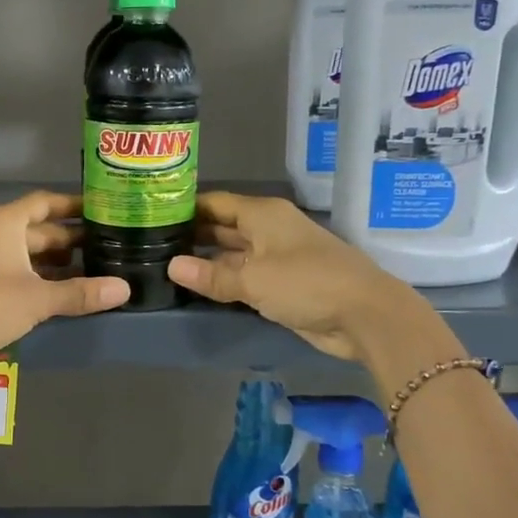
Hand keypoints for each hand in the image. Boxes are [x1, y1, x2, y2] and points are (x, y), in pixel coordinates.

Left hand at [0, 190, 128, 370]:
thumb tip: (124, 289)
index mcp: (2, 222)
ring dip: (45, 258)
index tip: (96, 210)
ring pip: (15, 248)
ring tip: (79, 270)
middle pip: (30, 227)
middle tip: (97, 246)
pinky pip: (1, 264)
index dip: (70, 206)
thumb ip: (80, 293)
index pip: (42, 203)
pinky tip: (44, 289)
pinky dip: (25, 271)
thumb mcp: (38, 299)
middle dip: (63, 238)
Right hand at [166, 191, 416, 361]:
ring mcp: (276, 257)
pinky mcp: (282, 284)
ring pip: (232, 253)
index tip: (153, 214)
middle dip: (192, 234)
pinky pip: (245, 276)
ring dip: (206, 260)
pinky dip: (224, 280)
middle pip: (222, 226)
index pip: (215, 202)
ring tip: (166, 264)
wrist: (365, 315)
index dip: (186, 207)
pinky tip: (198, 287)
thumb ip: (212, 275)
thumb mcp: (254, 280)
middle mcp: (268, 230)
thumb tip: (172, 267)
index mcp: (262, 214)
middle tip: (152, 243)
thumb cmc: (307, 283)